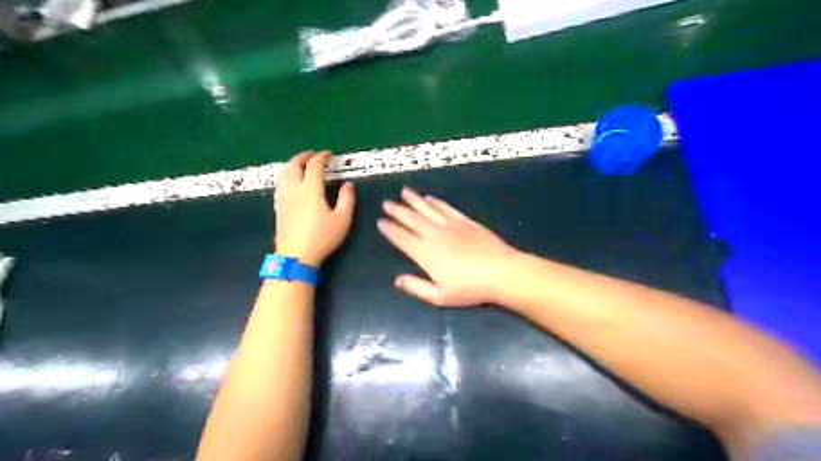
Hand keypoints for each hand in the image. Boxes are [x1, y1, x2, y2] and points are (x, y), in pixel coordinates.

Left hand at [276, 151, 355, 266]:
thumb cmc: (322, 237)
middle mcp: (294, 190)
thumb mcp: (342, 219)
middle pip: (293, 166)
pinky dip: (285, 176)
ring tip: (299, 164)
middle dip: (302, 157)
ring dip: (291, 164)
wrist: (296, 256)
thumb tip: (347, 185)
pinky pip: (279, 185)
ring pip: (283, 174)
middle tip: (311, 155)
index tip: (328, 154)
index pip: (314, 166)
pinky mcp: (279, 208)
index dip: (321, 157)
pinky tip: (289, 182)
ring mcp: (284, 199)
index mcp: (311, 190)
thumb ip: (347, 199)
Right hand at [376, 186, 509, 307]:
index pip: (402, 238)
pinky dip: (436, 202)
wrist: (500, 272)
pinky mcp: (465, 221)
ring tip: (404, 192)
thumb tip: (397, 280)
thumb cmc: (470, 288)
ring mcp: (450, 225)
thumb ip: (416, 287)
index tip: (381, 221)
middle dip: (397, 211)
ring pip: (427, 209)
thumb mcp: (440, 296)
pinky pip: (446, 208)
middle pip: (412, 220)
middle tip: (386, 203)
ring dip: (414, 201)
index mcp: (425, 254)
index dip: (390, 230)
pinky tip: (429, 198)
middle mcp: (434, 235)